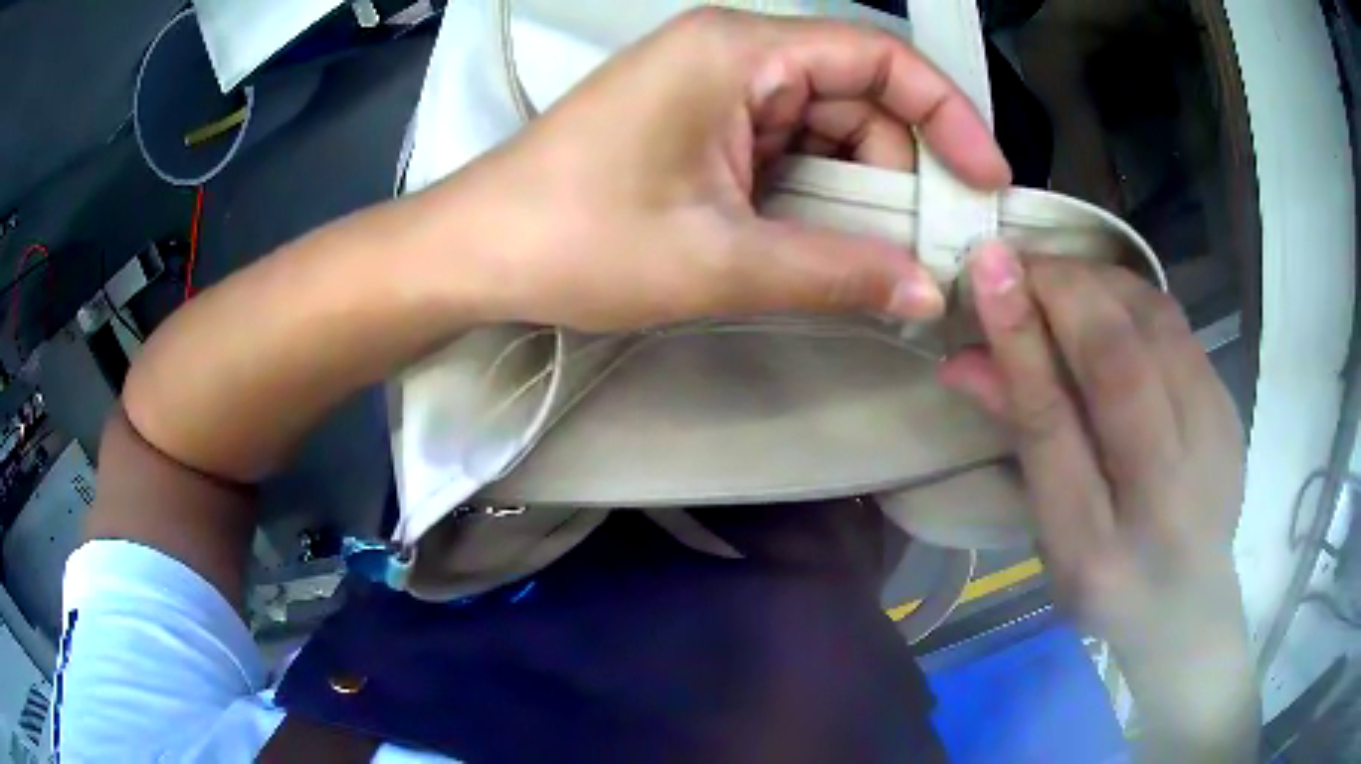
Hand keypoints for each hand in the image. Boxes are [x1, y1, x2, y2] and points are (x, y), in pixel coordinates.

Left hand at [444, 7, 1009, 331]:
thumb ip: (835, 272)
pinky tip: (828, 240)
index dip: (947, 113)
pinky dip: (818, 191)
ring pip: (826, 124)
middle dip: (903, 165)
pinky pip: (786, 145)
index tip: (987, 181)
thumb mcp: (717, 262)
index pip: (878, 55)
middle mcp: (730, 52)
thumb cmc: (577, 242)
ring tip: (881, 256)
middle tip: (930, 246)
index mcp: (736, 50)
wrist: (477, 251)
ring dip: (861, 187)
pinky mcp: (698, 123)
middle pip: (857, 93)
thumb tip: (929, 293)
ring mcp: (712, 86)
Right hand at [940, 242, 1256, 751]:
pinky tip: (1110, 302)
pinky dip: (1135, 297)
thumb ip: (1022, 438)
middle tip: (1021, 263)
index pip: (1055, 426)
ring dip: (1101, 282)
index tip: (987, 269)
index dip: (1021, 340)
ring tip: (1061, 277)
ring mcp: (1213, 445)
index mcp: (1098, 547)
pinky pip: (1180, 329)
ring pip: (1158, 327)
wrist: (1188, 605)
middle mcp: (1166, 495)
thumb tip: (961, 359)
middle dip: (1066, 291)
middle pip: (1121, 362)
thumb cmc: (1105, 581)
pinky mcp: (1230, 409)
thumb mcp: (1050, 532)